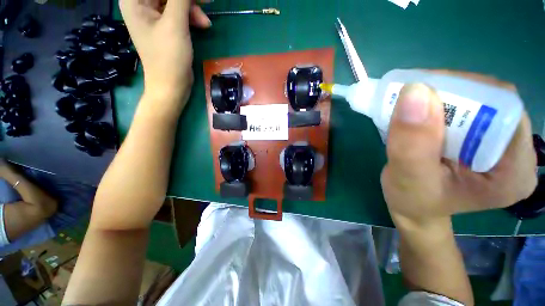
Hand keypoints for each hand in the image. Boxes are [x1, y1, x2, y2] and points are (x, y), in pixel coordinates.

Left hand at [119, 0, 210, 111]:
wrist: (172, 85)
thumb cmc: (169, 57)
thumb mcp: (175, 24)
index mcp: (134, 0)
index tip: (197, 0)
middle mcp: (141, 4)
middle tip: (206, 2)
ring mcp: (152, 15)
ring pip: (174, 1)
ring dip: (192, 8)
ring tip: (205, 23)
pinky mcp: (164, 26)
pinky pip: (178, 12)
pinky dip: (191, 17)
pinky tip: (202, 25)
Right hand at [381, 83, 536, 226]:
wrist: (413, 206)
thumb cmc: (411, 200)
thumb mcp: (406, 177)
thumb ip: (412, 143)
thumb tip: (415, 92)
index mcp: (514, 172)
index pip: (503, 111)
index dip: (464, 94)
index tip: (420, 95)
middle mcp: (517, 153)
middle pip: (492, 100)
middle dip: (449, 94)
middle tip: (409, 100)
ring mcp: (501, 143)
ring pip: (477, 99)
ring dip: (440, 97)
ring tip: (410, 108)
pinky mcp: (483, 138)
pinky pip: (466, 107)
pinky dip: (438, 103)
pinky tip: (419, 114)